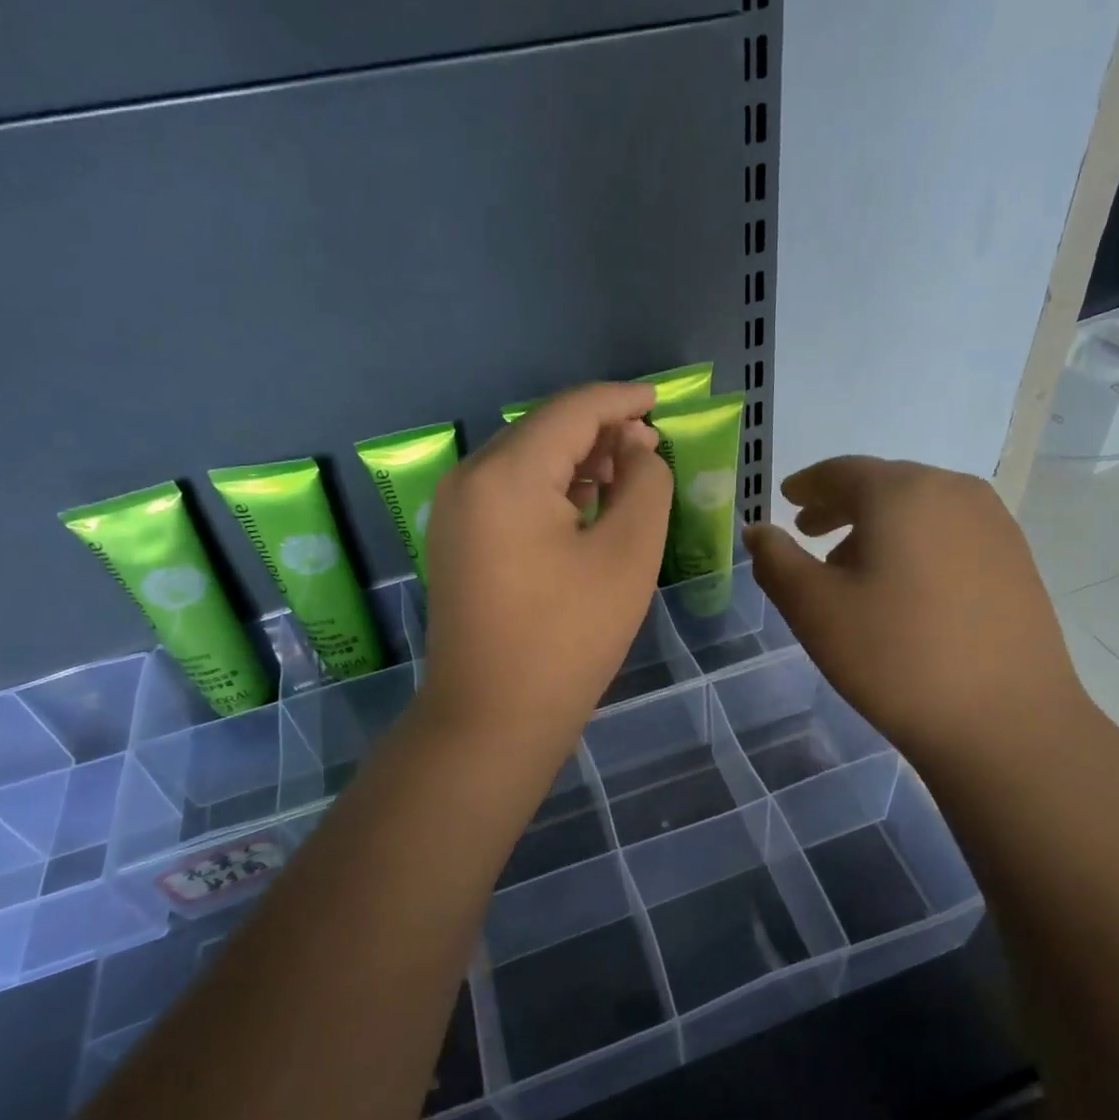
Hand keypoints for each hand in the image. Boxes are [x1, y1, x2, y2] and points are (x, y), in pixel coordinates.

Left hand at [419, 382, 672, 764]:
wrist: (493, 719)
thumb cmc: (568, 637)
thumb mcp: (627, 555)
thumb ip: (645, 485)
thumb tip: (638, 449)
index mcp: (507, 473)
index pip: (572, 410)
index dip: (622, 400)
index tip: (661, 401)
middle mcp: (470, 478)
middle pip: (544, 429)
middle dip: (601, 430)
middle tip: (651, 447)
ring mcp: (456, 510)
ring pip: (526, 459)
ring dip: (577, 459)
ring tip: (627, 472)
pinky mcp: (458, 540)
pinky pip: (510, 491)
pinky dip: (551, 487)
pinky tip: (586, 503)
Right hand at [742, 457, 1088, 774]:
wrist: (1005, 720)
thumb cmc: (895, 656)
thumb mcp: (814, 608)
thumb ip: (776, 561)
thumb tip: (757, 531)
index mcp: (901, 492)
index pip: (841, 472)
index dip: (807, 485)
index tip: (787, 501)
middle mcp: (953, 491)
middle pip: (883, 486)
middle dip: (841, 506)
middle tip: (809, 533)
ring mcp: (994, 524)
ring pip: (920, 509)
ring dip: (879, 527)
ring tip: (853, 568)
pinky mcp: (1017, 559)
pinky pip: (951, 533)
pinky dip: (916, 544)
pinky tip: (905, 588)